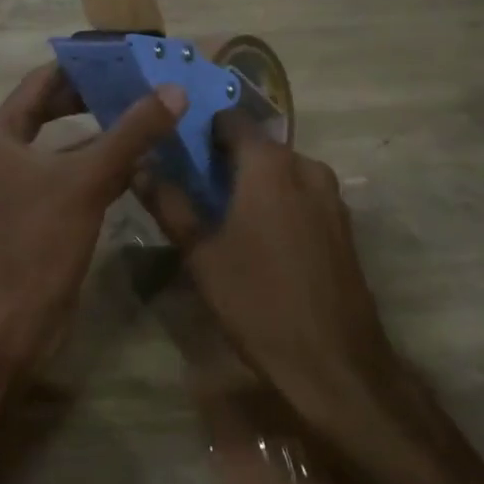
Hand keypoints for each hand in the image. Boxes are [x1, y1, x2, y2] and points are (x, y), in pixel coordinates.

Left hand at [0, 65, 187, 368]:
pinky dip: (95, 166)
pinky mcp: (31, 215)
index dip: (79, 66)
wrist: (9, 328)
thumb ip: (131, 133)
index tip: (119, 55)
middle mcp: (0, 155)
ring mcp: (14, 188)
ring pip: (61, 146)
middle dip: (92, 98)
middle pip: (49, 111)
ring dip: (98, 133)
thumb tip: (173, 92)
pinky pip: (66, 176)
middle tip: (136, 83)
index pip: (41, 82)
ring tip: (142, 115)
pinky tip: (134, 163)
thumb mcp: (88, 181)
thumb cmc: (38, 243)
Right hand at [142, 111, 400, 439]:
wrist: (335, 364)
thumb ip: (169, 203)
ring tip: (226, 216)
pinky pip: (303, 194)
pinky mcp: (344, 223)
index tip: (182, 153)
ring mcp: (330, 195)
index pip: (231, 119)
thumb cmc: (258, 301)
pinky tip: (262, 239)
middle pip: (258, 145)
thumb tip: (139, 166)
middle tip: (197, 189)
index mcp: (269, 163)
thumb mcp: (201, 254)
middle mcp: (305, 165)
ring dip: (255, 183)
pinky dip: (280, 202)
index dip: (204, 130)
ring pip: (282, 171)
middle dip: (228, 160)